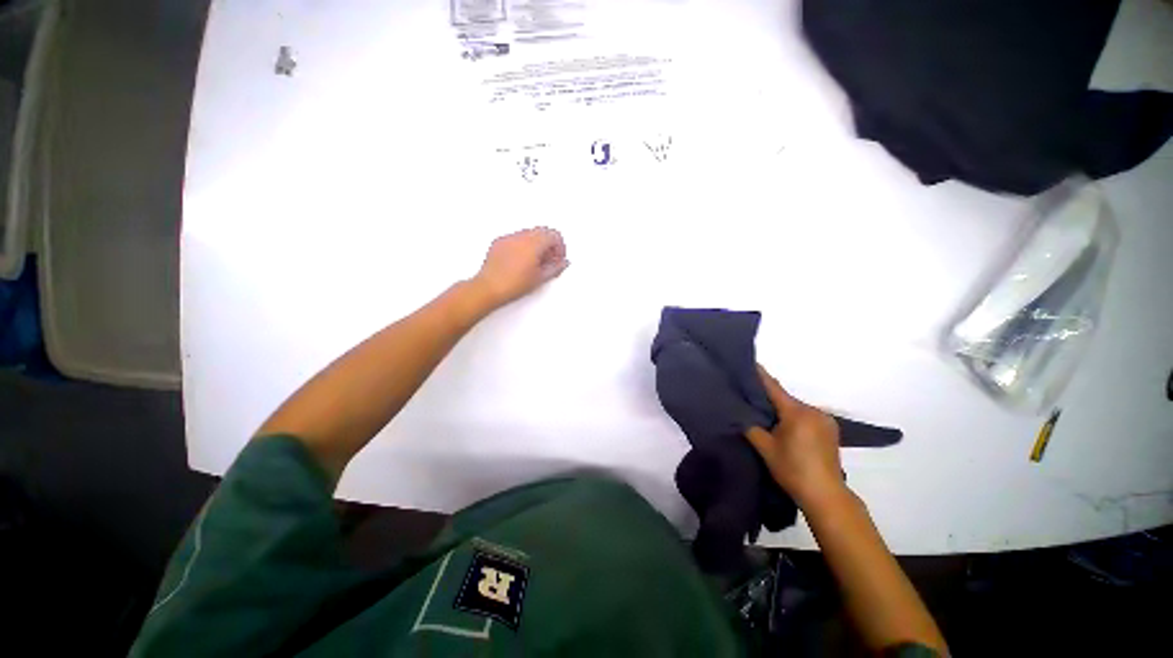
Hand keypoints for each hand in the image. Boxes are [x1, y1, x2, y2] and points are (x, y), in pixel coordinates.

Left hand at [472, 227, 568, 307]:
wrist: (489, 288)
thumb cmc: (512, 285)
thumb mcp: (540, 278)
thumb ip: (555, 268)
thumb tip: (562, 263)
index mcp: (533, 243)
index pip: (553, 235)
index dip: (560, 247)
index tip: (559, 258)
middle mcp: (520, 237)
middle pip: (542, 232)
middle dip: (549, 245)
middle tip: (550, 260)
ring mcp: (508, 238)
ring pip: (529, 234)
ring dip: (536, 245)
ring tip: (536, 264)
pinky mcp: (498, 243)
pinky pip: (515, 238)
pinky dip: (523, 246)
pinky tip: (521, 262)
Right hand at [745, 365, 844, 507]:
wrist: (826, 495)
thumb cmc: (792, 469)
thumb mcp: (765, 448)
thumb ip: (751, 427)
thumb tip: (740, 414)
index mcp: (796, 412)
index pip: (774, 388)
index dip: (761, 375)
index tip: (750, 363)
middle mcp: (813, 411)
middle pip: (785, 399)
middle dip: (769, 398)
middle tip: (752, 397)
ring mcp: (825, 420)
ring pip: (796, 408)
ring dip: (783, 410)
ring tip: (767, 415)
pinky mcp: (831, 430)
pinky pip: (806, 416)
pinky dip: (794, 418)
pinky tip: (786, 426)